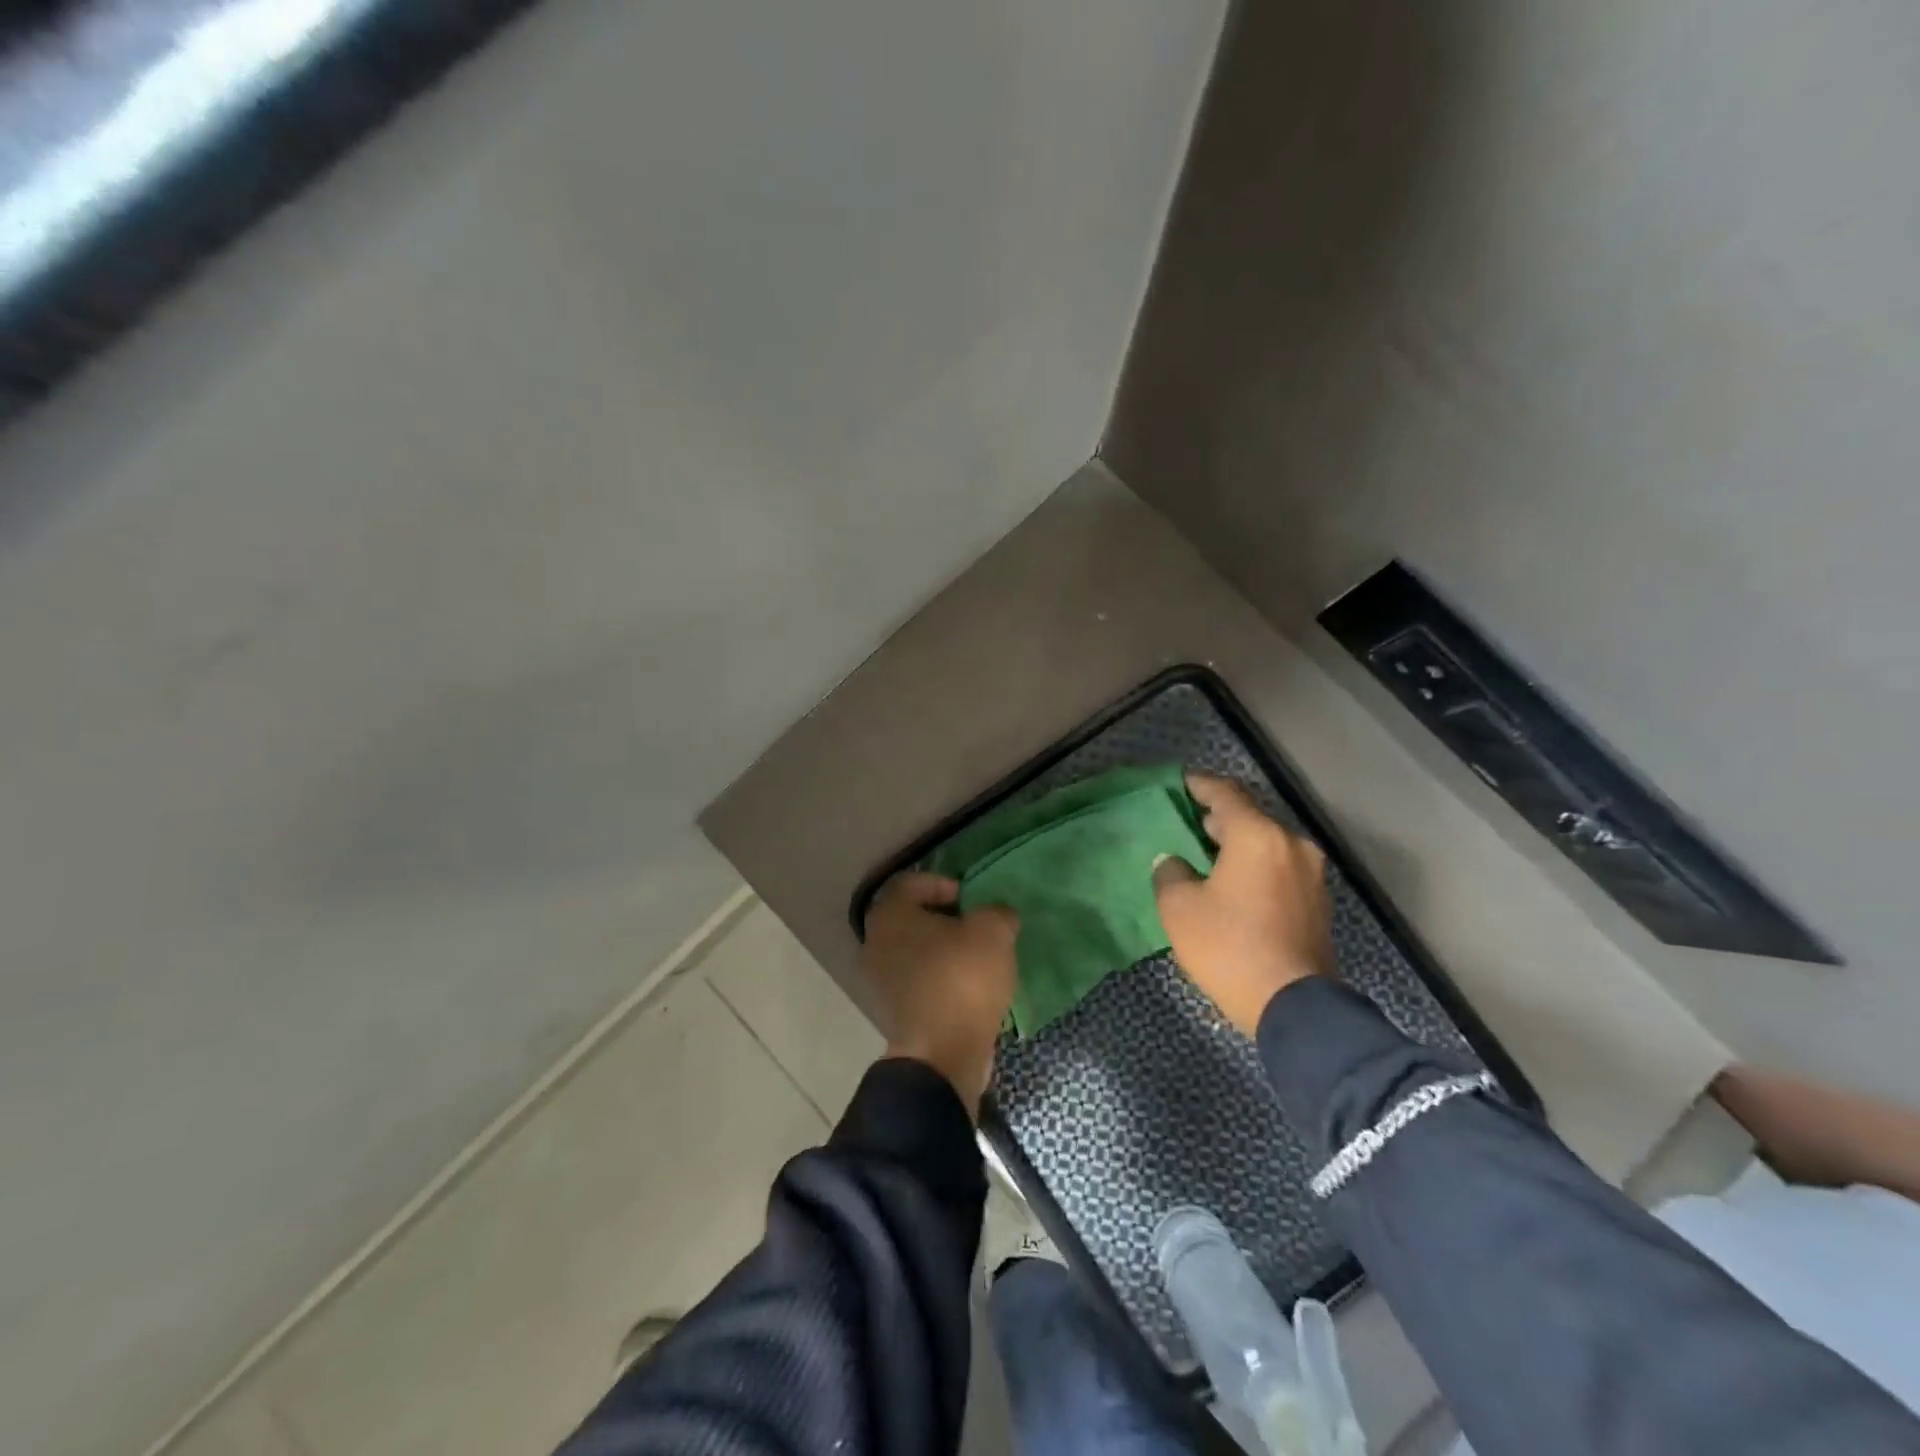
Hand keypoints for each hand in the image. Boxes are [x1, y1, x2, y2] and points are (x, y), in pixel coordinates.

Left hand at [860, 872, 1018, 1117]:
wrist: (942, 1055)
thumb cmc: (961, 979)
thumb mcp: (993, 931)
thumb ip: (996, 912)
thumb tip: (997, 915)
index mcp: (889, 915)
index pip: (911, 883)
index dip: (943, 884)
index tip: (970, 899)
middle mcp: (875, 943)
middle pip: (912, 918)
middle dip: (946, 920)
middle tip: (977, 927)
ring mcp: (880, 981)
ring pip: (916, 952)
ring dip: (945, 951)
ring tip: (979, 959)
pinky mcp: (894, 1012)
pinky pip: (920, 982)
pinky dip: (941, 980)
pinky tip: (970, 988)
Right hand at [1153, 772, 1332, 1036]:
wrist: (1294, 1006)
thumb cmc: (1230, 947)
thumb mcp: (1180, 908)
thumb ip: (1170, 873)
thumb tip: (1174, 862)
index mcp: (1258, 835)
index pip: (1225, 794)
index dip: (1198, 785)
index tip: (1179, 784)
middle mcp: (1291, 844)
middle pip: (1250, 817)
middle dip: (1218, 818)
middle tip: (1188, 825)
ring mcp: (1311, 874)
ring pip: (1267, 844)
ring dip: (1239, 845)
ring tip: (1208, 857)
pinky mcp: (1318, 902)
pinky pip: (1280, 869)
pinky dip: (1256, 867)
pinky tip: (1234, 885)